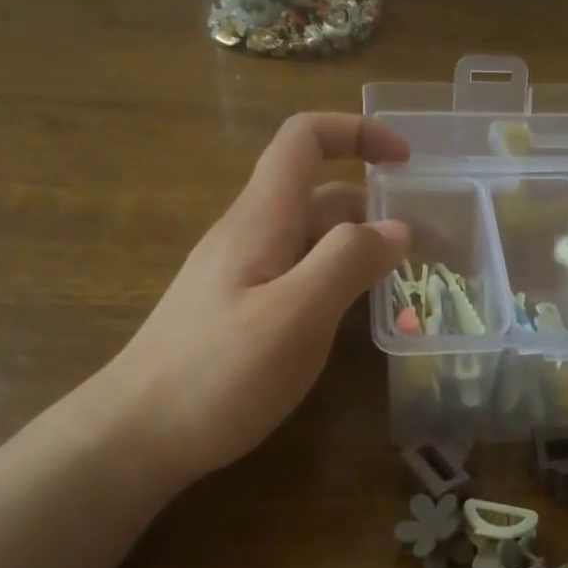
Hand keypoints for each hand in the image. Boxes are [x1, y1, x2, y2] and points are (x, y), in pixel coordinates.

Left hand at [105, 114, 408, 484]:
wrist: (137, 435)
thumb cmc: (217, 374)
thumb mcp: (295, 316)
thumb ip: (348, 263)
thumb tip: (399, 229)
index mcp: (261, 220)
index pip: (304, 140)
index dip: (356, 132)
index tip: (406, 163)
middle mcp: (251, 235)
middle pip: (319, 194)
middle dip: (376, 207)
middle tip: (430, 246)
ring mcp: (243, 275)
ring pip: (312, 239)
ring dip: (361, 247)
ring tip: (408, 281)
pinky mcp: (242, 310)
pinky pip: (299, 275)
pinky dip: (338, 279)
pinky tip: (357, 315)